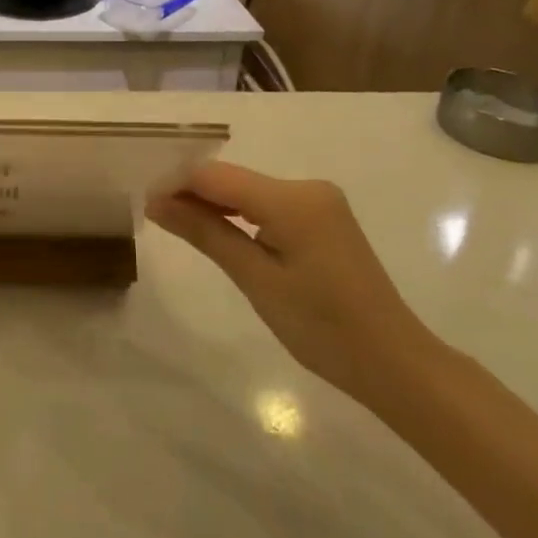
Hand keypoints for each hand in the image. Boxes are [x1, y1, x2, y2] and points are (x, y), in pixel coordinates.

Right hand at [147, 164, 434, 398]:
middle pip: (232, 179)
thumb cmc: (322, 327)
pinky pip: (267, 204)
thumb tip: (156, 202)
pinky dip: (240, 215)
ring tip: (178, 225)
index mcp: (293, 199)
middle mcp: (307, 187)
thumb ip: (205, 233)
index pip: (216, 175)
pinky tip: (220, 233)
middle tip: (155, 217)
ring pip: (248, 191)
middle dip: (192, 193)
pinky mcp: (323, 217)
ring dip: (214, 204)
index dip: (176, 184)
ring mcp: (319, 201)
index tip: (144, 204)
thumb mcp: (255, 279)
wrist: (393, 362)